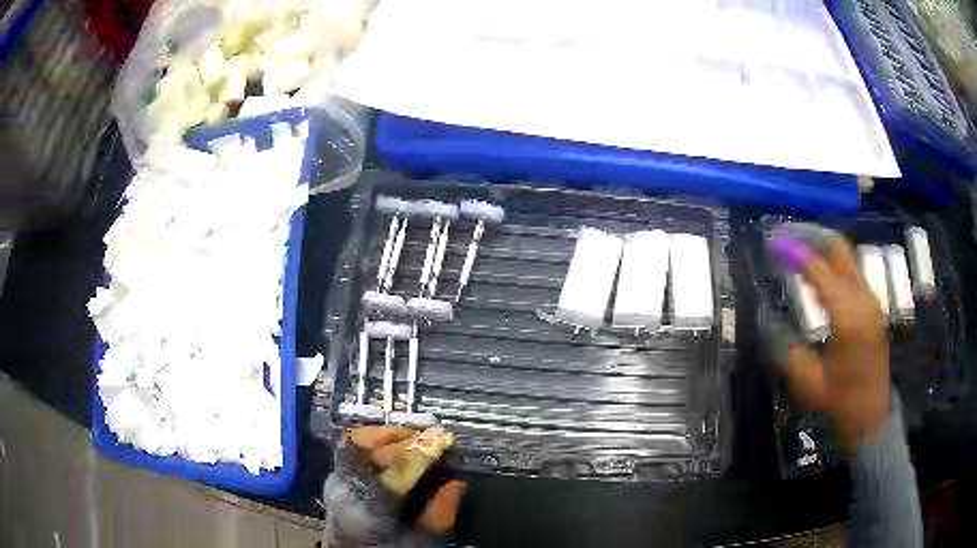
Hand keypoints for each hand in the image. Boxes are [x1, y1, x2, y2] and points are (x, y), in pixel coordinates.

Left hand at [323, 427, 465, 546]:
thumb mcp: (423, 542)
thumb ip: (440, 514)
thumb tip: (457, 483)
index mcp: (369, 514)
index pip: (390, 477)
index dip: (418, 454)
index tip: (442, 439)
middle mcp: (345, 492)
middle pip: (367, 451)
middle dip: (403, 439)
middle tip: (432, 436)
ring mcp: (335, 480)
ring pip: (356, 442)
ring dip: (388, 435)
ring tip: (416, 437)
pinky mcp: (335, 474)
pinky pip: (353, 446)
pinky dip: (376, 438)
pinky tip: (397, 443)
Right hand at [768, 225, 890, 451]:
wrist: (872, 417)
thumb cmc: (841, 403)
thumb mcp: (808, 384)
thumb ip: (788, 350)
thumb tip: (769, 321)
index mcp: (848, 317)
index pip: (819, 271)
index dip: (795, 253)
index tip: (773, 242)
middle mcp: (863, 300)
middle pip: (839, 250)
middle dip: (813, 238)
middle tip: (787, 237)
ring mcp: (871, 301)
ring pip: (848, 258)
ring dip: (824, 249)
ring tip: (799, 250)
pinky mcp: (873, 308)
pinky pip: (853, 273)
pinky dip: (834, 264)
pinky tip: (820, 274)